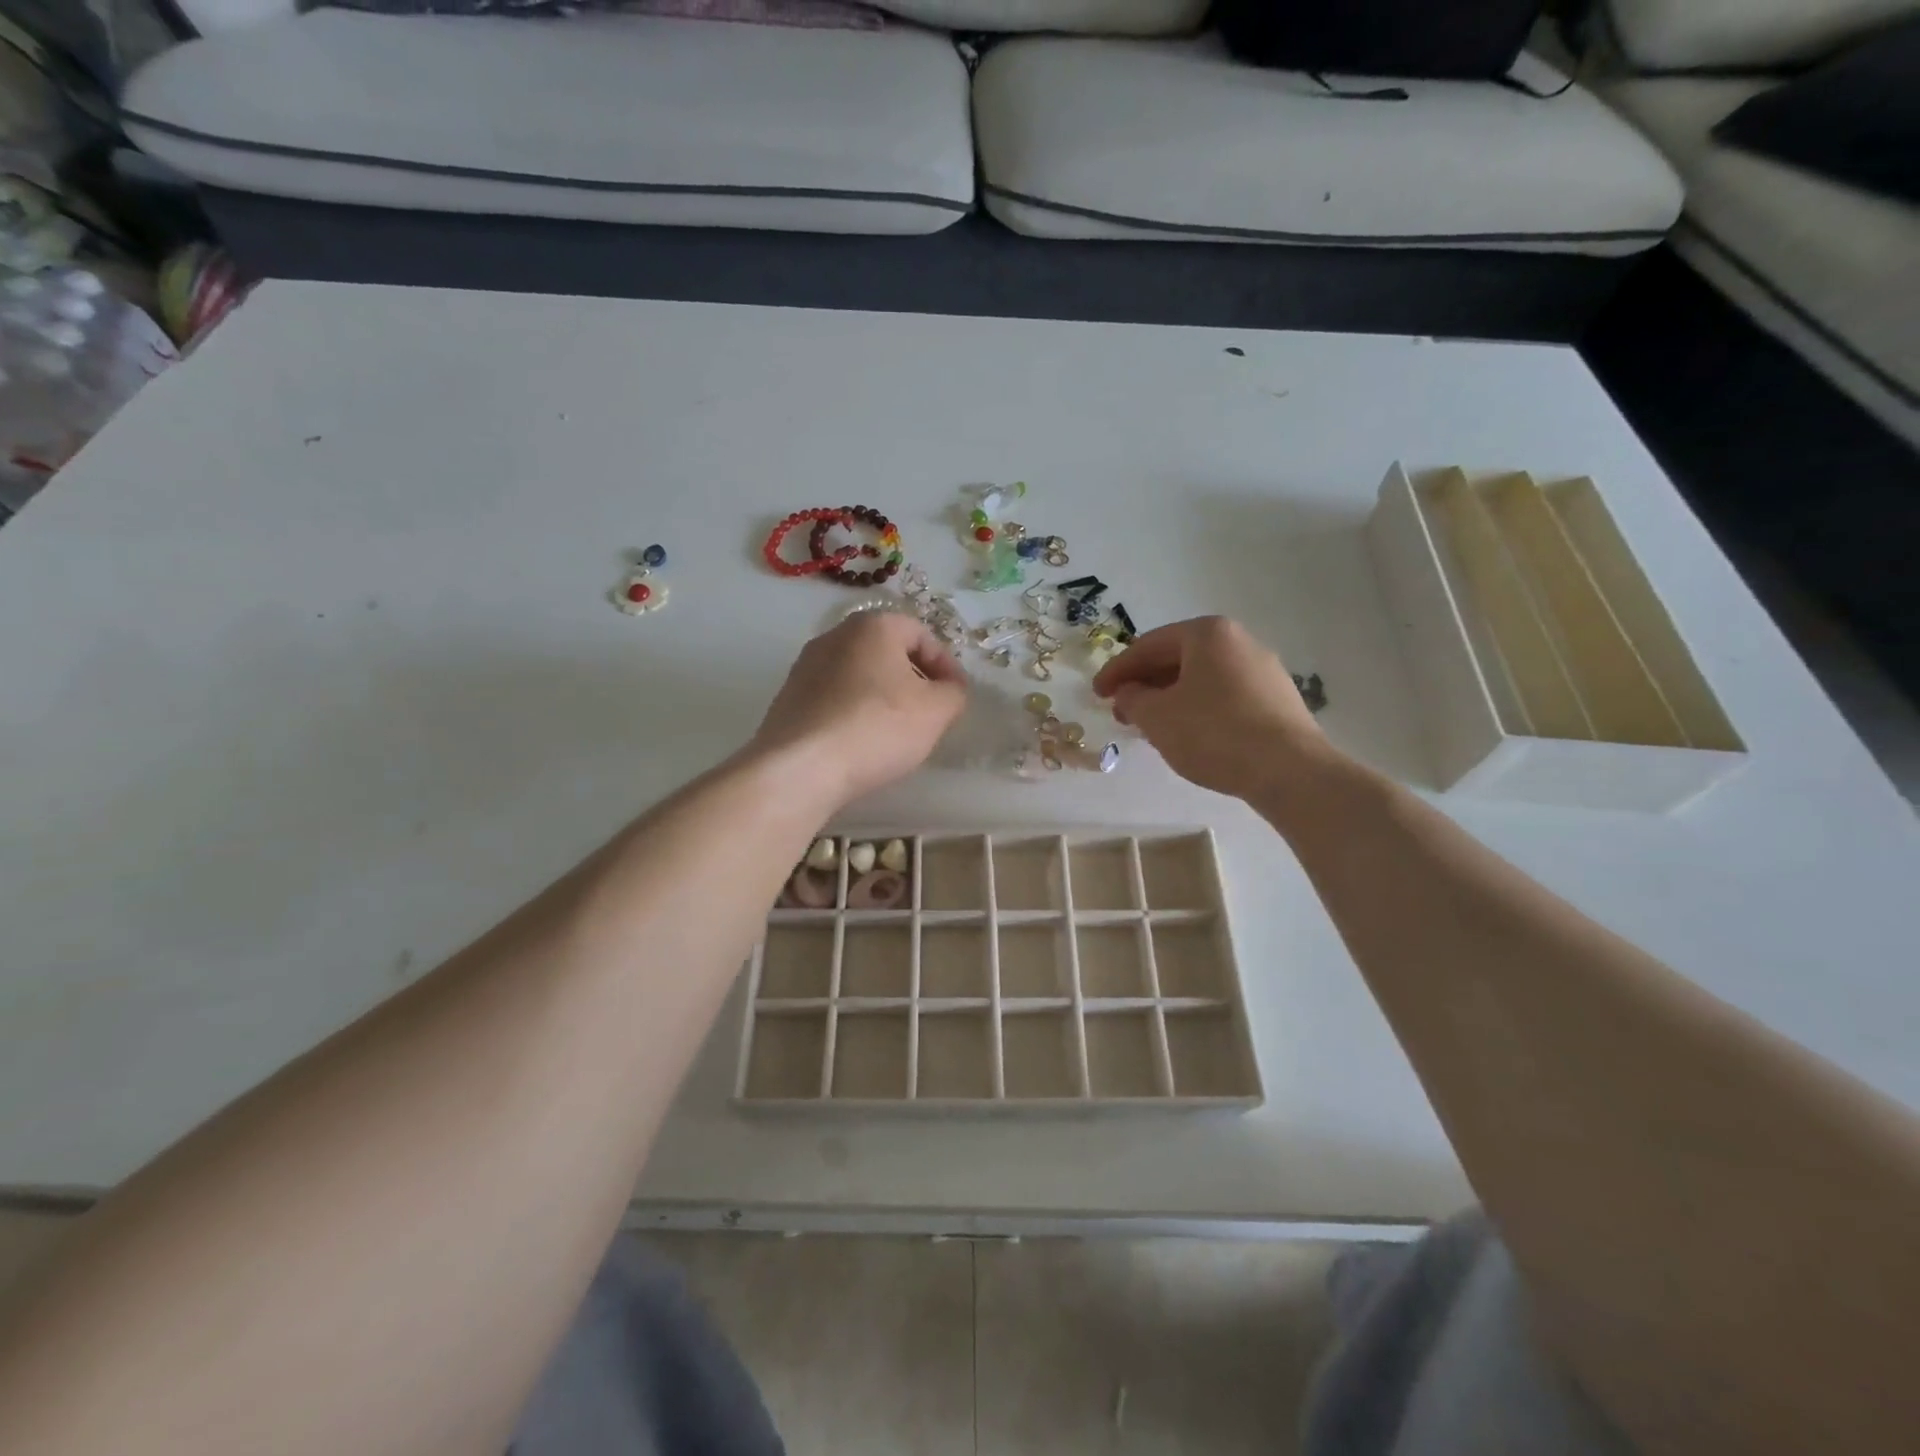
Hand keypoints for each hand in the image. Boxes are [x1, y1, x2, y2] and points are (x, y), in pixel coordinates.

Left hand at [749, 611, 967, 807]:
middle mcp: (835, 635)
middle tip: (929, 712)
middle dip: (913, 678)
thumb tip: (949, 688)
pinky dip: (853, 712)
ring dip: (881, 696)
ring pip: (859, 674)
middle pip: (887, 651)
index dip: (945, 664)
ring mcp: (806, 666)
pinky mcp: (788, 697)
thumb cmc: (877, 727)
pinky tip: (860, 742)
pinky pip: (834, 697)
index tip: (955, 696)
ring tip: (895, 731)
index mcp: (873, 626)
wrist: (800, 767)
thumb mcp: (936, 711)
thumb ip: (954, 692)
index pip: (921, 634)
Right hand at [1092, 616, 1328, 801]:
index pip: (1148, 646)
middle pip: (1177, 658)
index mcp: (1208, 634)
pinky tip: (1187, 734)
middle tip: (1120, 711)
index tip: (1096, 694)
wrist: (1288, 770)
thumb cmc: (1213, 733)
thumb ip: (1132, 698)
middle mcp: (1239, 641)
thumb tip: (1128, 692)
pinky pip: (1224, 696)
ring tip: (1150, 726)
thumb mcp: (1157, 717)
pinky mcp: (1277, 700)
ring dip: (1169, 698)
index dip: (1116, 671)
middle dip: (1144, 684)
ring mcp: (1263, 670)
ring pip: (1201, 679)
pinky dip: (1197, 709)